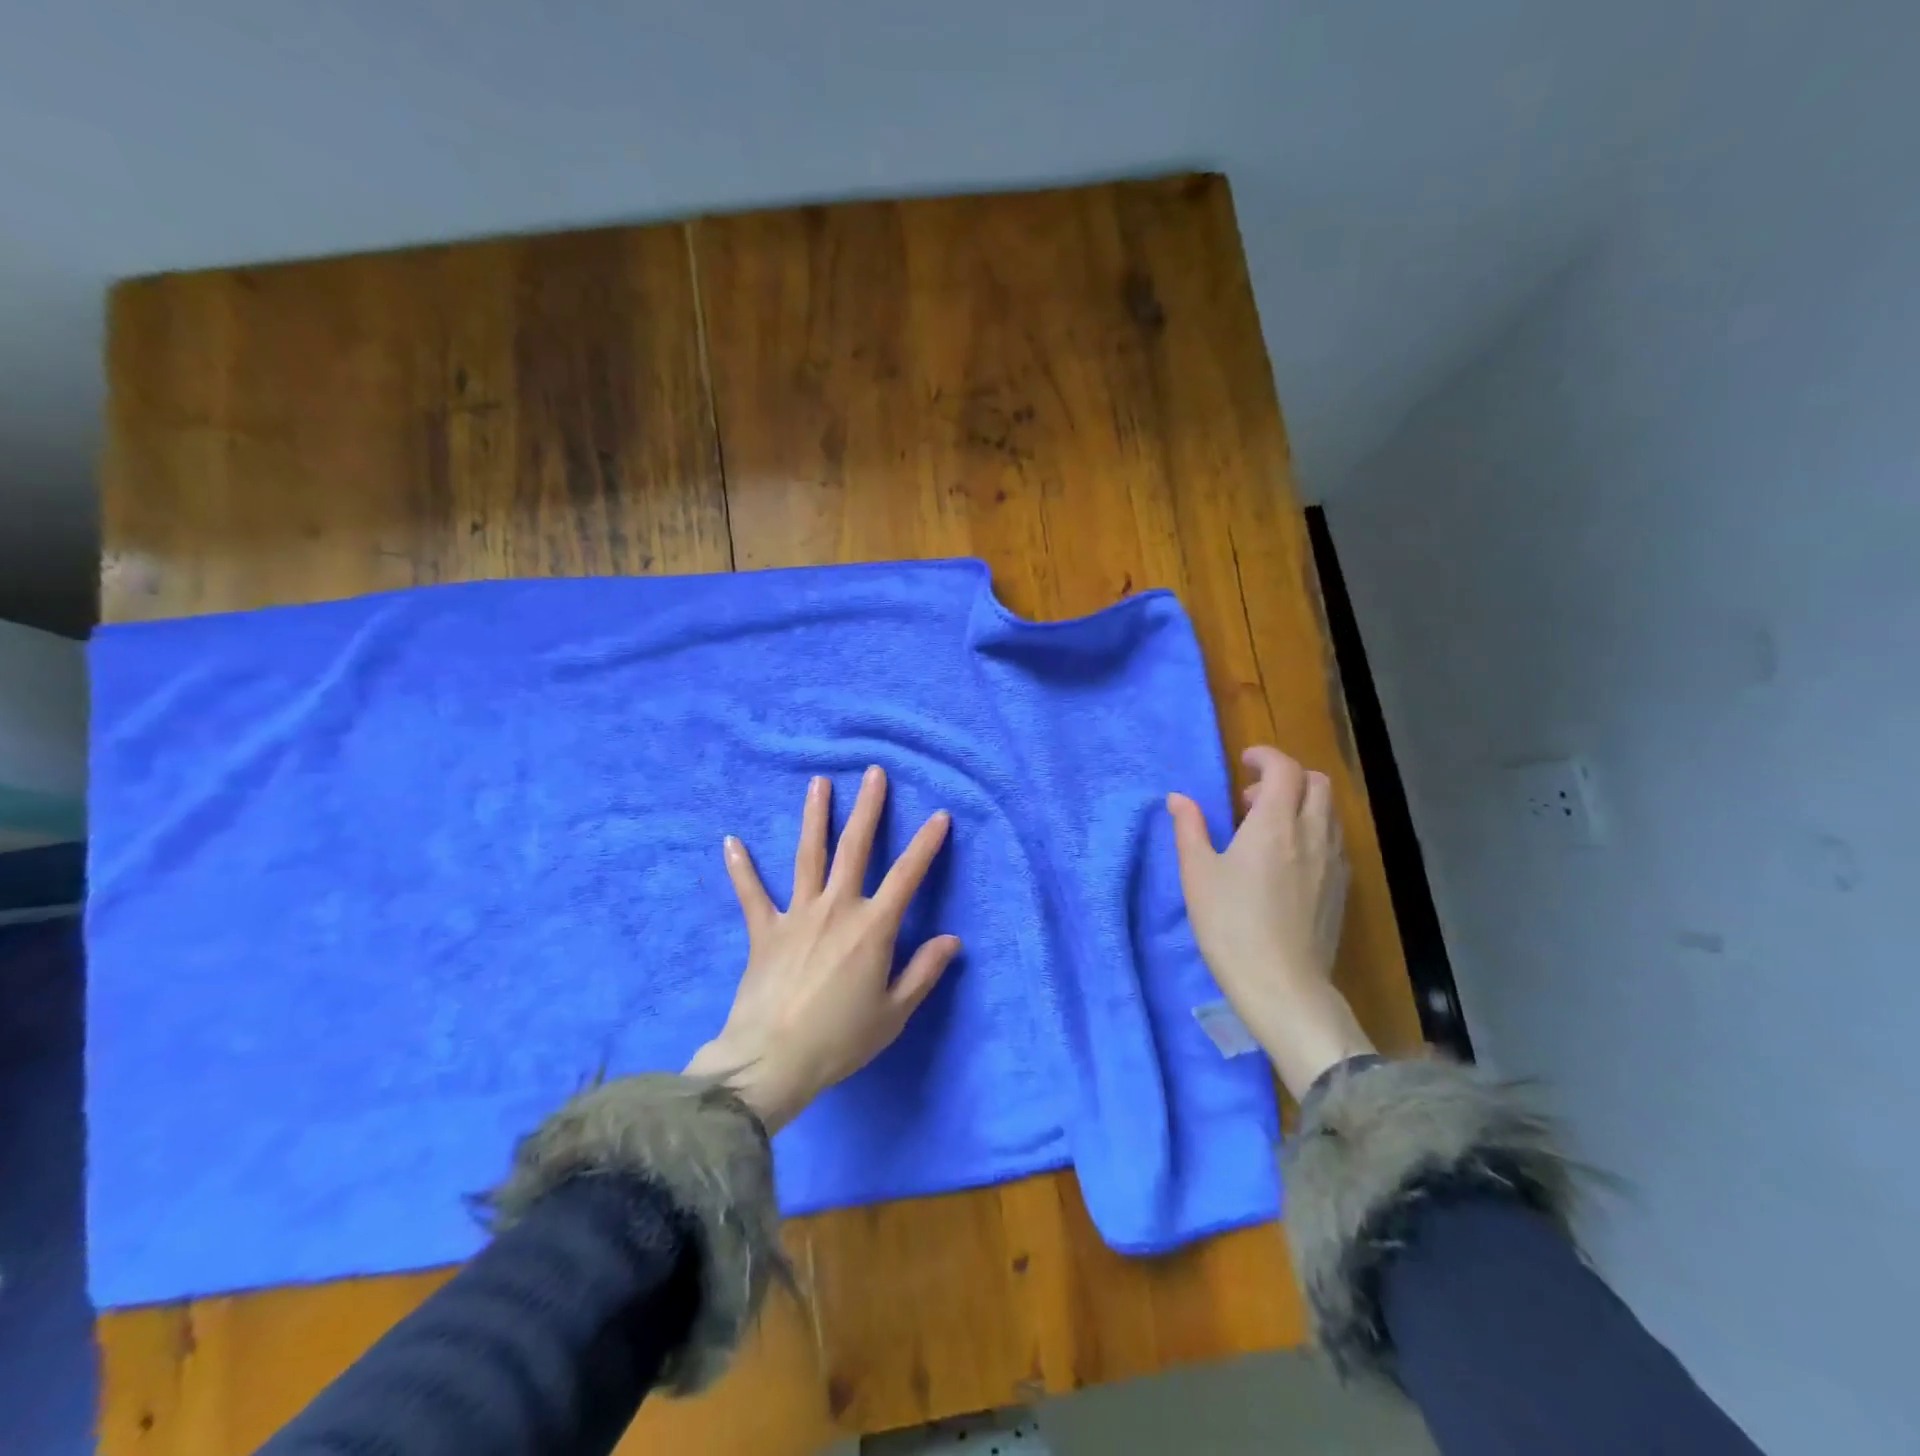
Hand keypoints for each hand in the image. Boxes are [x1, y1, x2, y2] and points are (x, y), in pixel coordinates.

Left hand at [684, 766, 960, 1131]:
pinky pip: (751, 894)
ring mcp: (796, 915)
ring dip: (814, 817)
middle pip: (855, 848)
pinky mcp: (764, 931)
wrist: (771, 1062)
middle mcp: (836, 909)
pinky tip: (731, 841)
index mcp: (872, 928)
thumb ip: (924, 972)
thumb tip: (951, 940)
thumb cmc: (840, 1040)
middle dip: (868, 808)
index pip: (907, 875)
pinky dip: (741, 868)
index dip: (926, 844)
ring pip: (808, 855)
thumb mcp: (894, 1013)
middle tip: (874, 773)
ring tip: (818, 783)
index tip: (939, 816)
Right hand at [1168, 745, 1373, 1099]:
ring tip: (1269, 827)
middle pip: (1317, 783)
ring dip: (1302, 803)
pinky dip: (1314, 831)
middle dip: (1287, 776)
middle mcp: (1312, 834)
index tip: (1244, 761)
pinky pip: (1334, 840)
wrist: (1282, 984)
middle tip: (1252, 797)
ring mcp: (1333, 862)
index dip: (1265, 756)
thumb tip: (1178, 798)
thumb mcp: (1197, 874)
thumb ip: (1189, 829)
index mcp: (1275, 824)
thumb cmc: (1230, 925)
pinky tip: (1289, 859)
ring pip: (1330, 811)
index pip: (1284, 768)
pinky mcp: (1341, 888)